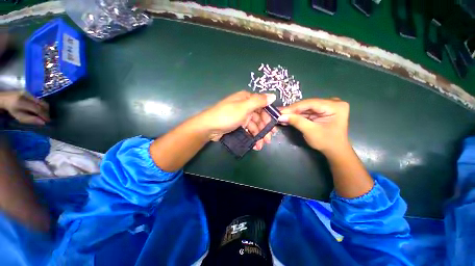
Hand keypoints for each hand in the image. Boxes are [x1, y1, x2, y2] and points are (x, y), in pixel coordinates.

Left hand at [0, 91, 48, 124]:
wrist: (5, 98)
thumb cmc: (12, 110)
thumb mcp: (19, 117)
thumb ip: (30, 119)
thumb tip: (43, 122)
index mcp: (22, 102)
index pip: (37, 109)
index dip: (44, 115)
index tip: (48, 121)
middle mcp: (27, 96)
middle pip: (42, 104)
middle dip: (47, 111)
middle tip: (47, 118)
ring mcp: (29, 93)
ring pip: (42, 101)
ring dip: (45, 108)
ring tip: (44, 114)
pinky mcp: (31, 92)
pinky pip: (39, 99)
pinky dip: (42, 105)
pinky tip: (40, 109)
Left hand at [198, 91, 276, 149]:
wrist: (209, 127)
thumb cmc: (227, 115)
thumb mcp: (244, 107)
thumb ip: (259, 101)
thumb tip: (273, 95)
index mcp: (246, 99)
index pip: (262, 106)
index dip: (269, 116)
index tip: (273, 127)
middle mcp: (244, 106)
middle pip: (259, 117)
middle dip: (264, 128)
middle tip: (268, 139)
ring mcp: (241, 116)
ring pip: (254, 125)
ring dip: (258, 135)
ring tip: (262, 145)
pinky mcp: (237, 125)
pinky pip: (247, 129)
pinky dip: (252, 136)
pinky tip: (255, 144)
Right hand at [278, 98, 349, 156]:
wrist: (335, 151)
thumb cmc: (326, 142)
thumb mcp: (310, 131)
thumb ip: (296, 121)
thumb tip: (281, 116)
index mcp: (335, 106)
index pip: (310, 103)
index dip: (293, 107)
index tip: (280, 112)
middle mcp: (333, 102)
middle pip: (307, 104)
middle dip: (292, 110)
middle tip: (279, 113)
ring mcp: (327, 106)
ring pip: (306, 108)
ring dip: (294, 113)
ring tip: (281, 116)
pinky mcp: (322, 111)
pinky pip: (307, 111)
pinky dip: (298, 115)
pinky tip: (288, 117)